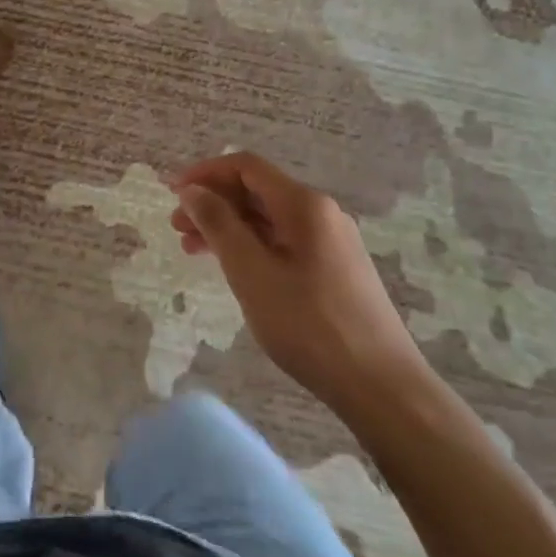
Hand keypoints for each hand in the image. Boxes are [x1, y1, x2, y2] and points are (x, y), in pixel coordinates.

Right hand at [170, 152, 426, 406]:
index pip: (246, 167)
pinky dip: (251, 246)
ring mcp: (331, 242)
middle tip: (177, 228)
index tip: (172, 193)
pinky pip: (283, 242)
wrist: (383, 389)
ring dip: (228, 226)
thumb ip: (218, 224)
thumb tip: (192, 190)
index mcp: (304, 204)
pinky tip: (233, 269)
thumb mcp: (251, 272)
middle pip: (257, 191)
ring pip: (268, 219)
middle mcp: (321, 213)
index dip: (205, 173)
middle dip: (213, 202)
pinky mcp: (335, 270)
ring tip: (194, 250)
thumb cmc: (310, 326)